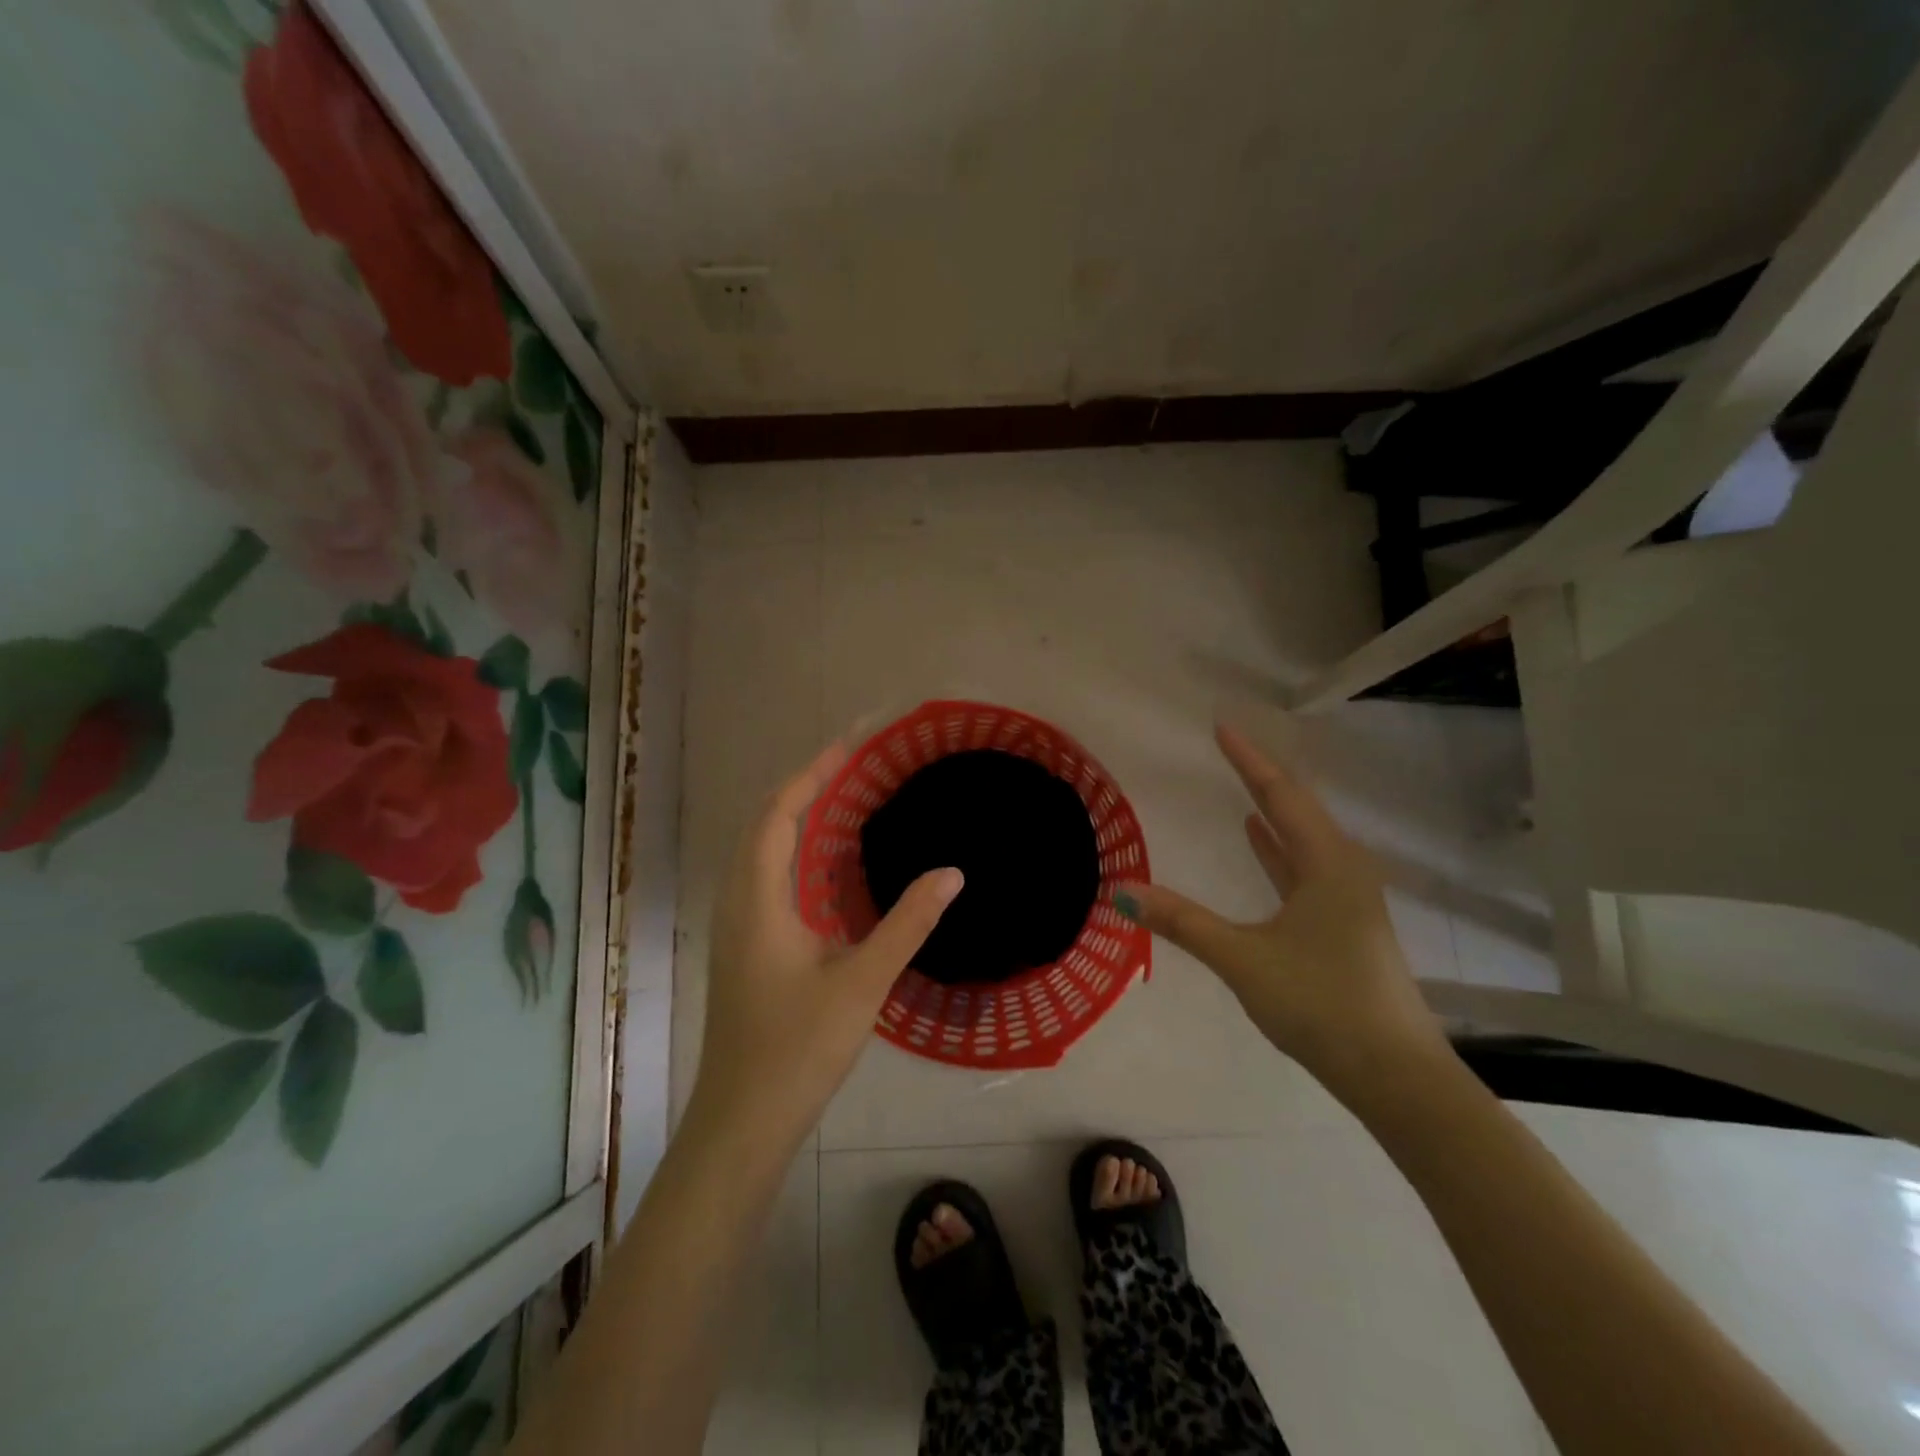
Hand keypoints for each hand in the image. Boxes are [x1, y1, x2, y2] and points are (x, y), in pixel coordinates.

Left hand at [689, 742, 963, 1148]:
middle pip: (763, 825)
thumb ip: (907, 924)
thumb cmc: (797, 1050)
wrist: (742, 1123)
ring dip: (795, 819)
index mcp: (758, 902)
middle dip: (803, 788)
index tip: (847, 747)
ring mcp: (736, 928)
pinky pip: (765, 879)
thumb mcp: (862, 983)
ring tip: (842, 802)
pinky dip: (793, 854)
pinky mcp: (744, 949)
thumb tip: (951, 873)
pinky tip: (827, 870)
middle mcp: (738, 904)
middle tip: (852, 768)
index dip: (810, 775)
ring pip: (759, 853)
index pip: (777, 816)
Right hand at [1117, 724, 1445, 1096]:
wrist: (1396, 1076)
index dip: (1248, 760)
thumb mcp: (1243, 959)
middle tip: (1227, 750)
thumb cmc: (1322, 1004)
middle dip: (1259, 777)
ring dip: (1272, 813)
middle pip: (1297, 810)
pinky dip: (1278, 850)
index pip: (1281, 795)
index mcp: (1327, 864)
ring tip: (1241, 789)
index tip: (1222, 727)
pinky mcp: (1344, 925)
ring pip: (1303, 840)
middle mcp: (1344, 870)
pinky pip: (1305, 869)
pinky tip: (1260, 843)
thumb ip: (1183, 922)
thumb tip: (1122, 891)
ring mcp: (1348, 899)